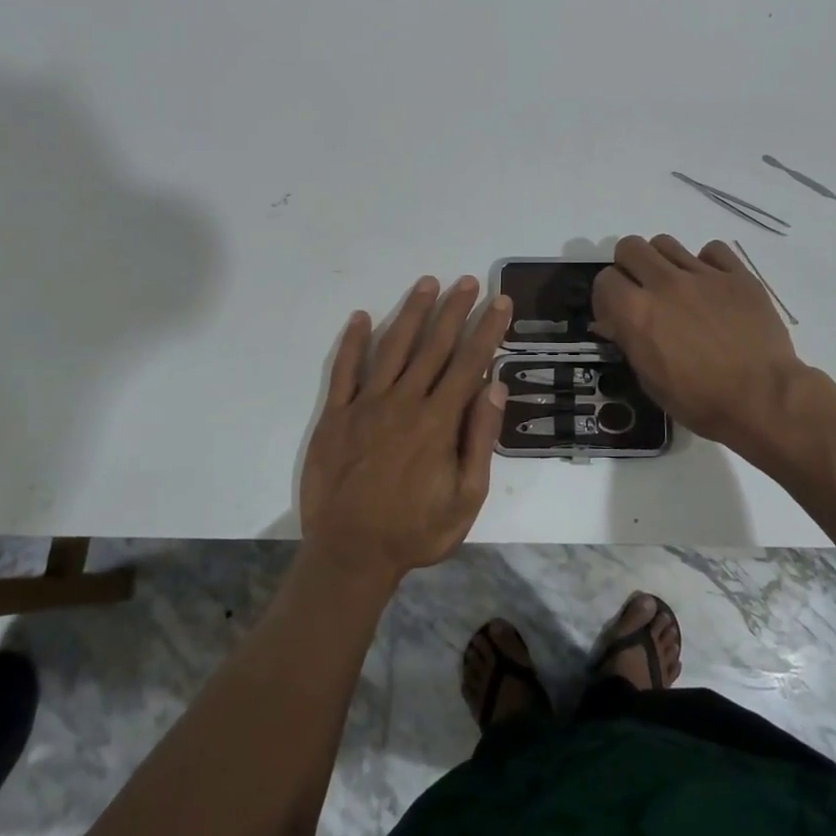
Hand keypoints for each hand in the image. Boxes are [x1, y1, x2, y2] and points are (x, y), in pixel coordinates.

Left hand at [300, 275, 510, 584]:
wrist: (349, 555)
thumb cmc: (415, 530)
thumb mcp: (466, 498)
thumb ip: (480, 439)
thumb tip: (495, 386)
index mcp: (438, 421)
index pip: (470, 362)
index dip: (487, 329)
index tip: (499, 302)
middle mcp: (404, 402)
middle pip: (434, 346)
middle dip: (454, 310)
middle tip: (468, 280)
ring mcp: (365, 405)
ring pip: (393, 348)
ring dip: (411, 313)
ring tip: (427, 284)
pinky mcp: (335, 416)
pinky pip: (344, 370)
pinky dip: (353, 342)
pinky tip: (362, 317)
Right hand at [592, 235, 803, 448]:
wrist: (763, 399)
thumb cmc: (701, 401)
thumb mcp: (650, 381)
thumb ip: (630, 342)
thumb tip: (617, 323)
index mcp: (637, 312)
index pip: (604, 280)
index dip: (606, 298)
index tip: (616, 316)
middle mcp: (664, 284)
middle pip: (630, 247)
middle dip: (629, 268)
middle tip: (642, 293)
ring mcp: (703, 275)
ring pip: (666, 243)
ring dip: (662, 262)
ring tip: (676, 288)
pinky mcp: (738, 274)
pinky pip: (712, 250)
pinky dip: (707, 264)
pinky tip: (712, 288)